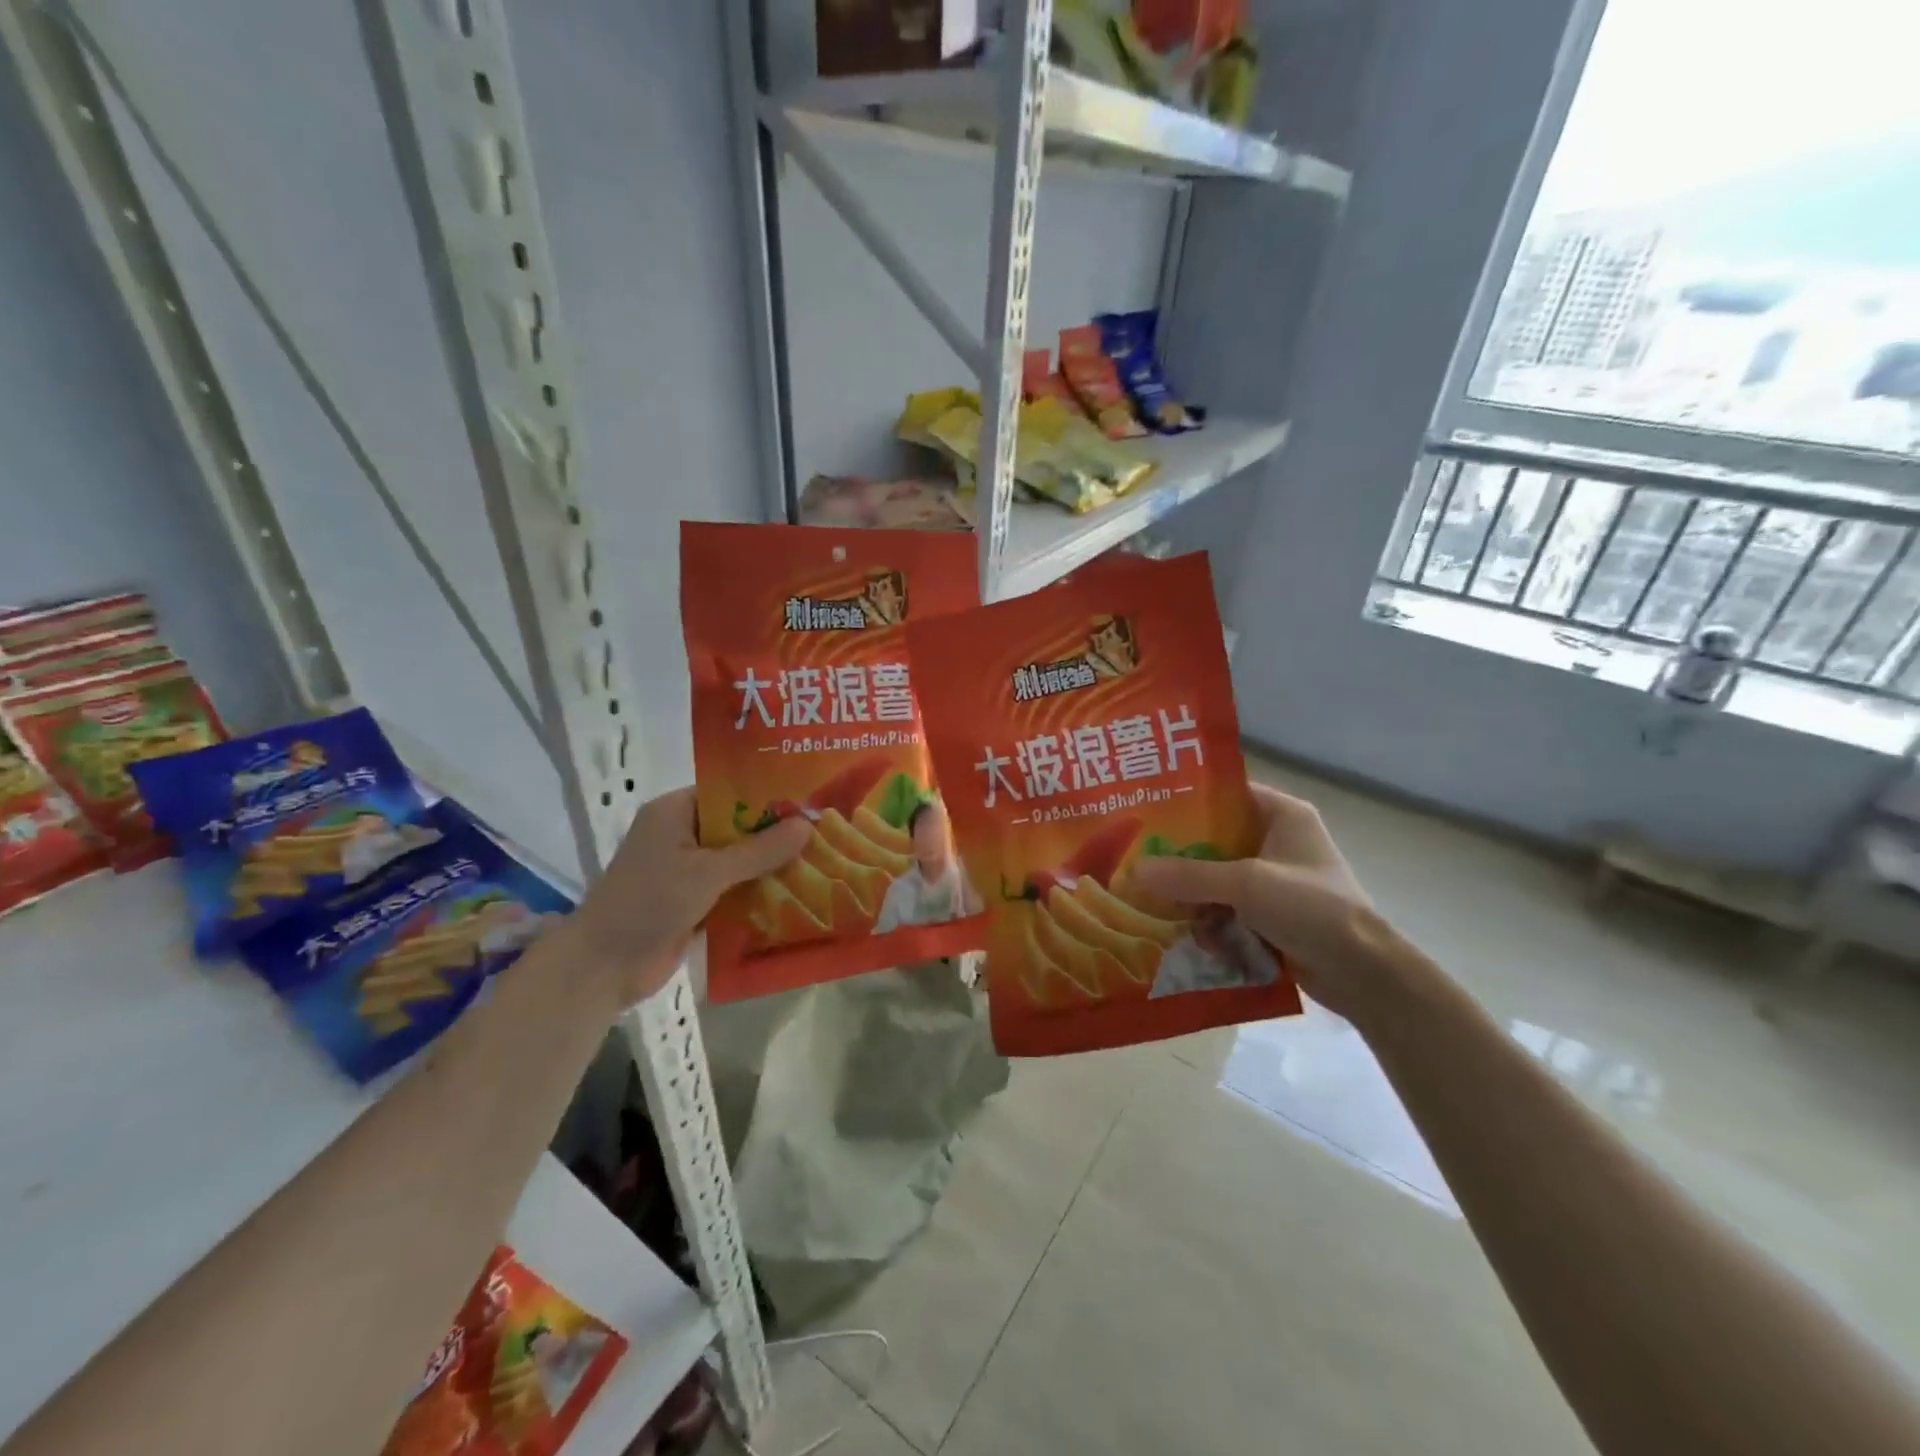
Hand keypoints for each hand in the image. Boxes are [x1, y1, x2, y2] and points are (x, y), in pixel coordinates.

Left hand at [571, 787, 811, 1005]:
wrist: (604, 967)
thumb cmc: (651, 903)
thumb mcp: (709, 872)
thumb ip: (760, 850)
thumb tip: (807, 825)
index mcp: (675, 812)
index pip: (729, 791)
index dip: (768, 795)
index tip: (809, 799)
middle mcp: (681, 835)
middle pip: (738, 826)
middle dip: (776, 833)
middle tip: (825, 830)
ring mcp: (687, 870)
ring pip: (739, 860)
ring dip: (771, 865)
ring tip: (821, 860)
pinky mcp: (694, 901)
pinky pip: (734, 888)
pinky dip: (758, 891)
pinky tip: (798, 893)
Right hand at [1129, 783, 1393, 1021]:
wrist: (1363, 974)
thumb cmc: (1311, 908)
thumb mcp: (1246, 884)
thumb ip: (1190, 876)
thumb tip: (1134, 871)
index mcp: (1282, 814)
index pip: (1226, 793)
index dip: (1186, 798)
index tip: (1145, 808)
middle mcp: (1277, 840)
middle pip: (1215, 838)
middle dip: (1179, 853)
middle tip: (1135, 856)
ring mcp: (1274, 880)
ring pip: (1217, 876)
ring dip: (1190, 891)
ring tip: (1147, 896)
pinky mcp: (1271, 914)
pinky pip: (1226, 906)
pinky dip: (1206, 916)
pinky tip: (1177, 927)